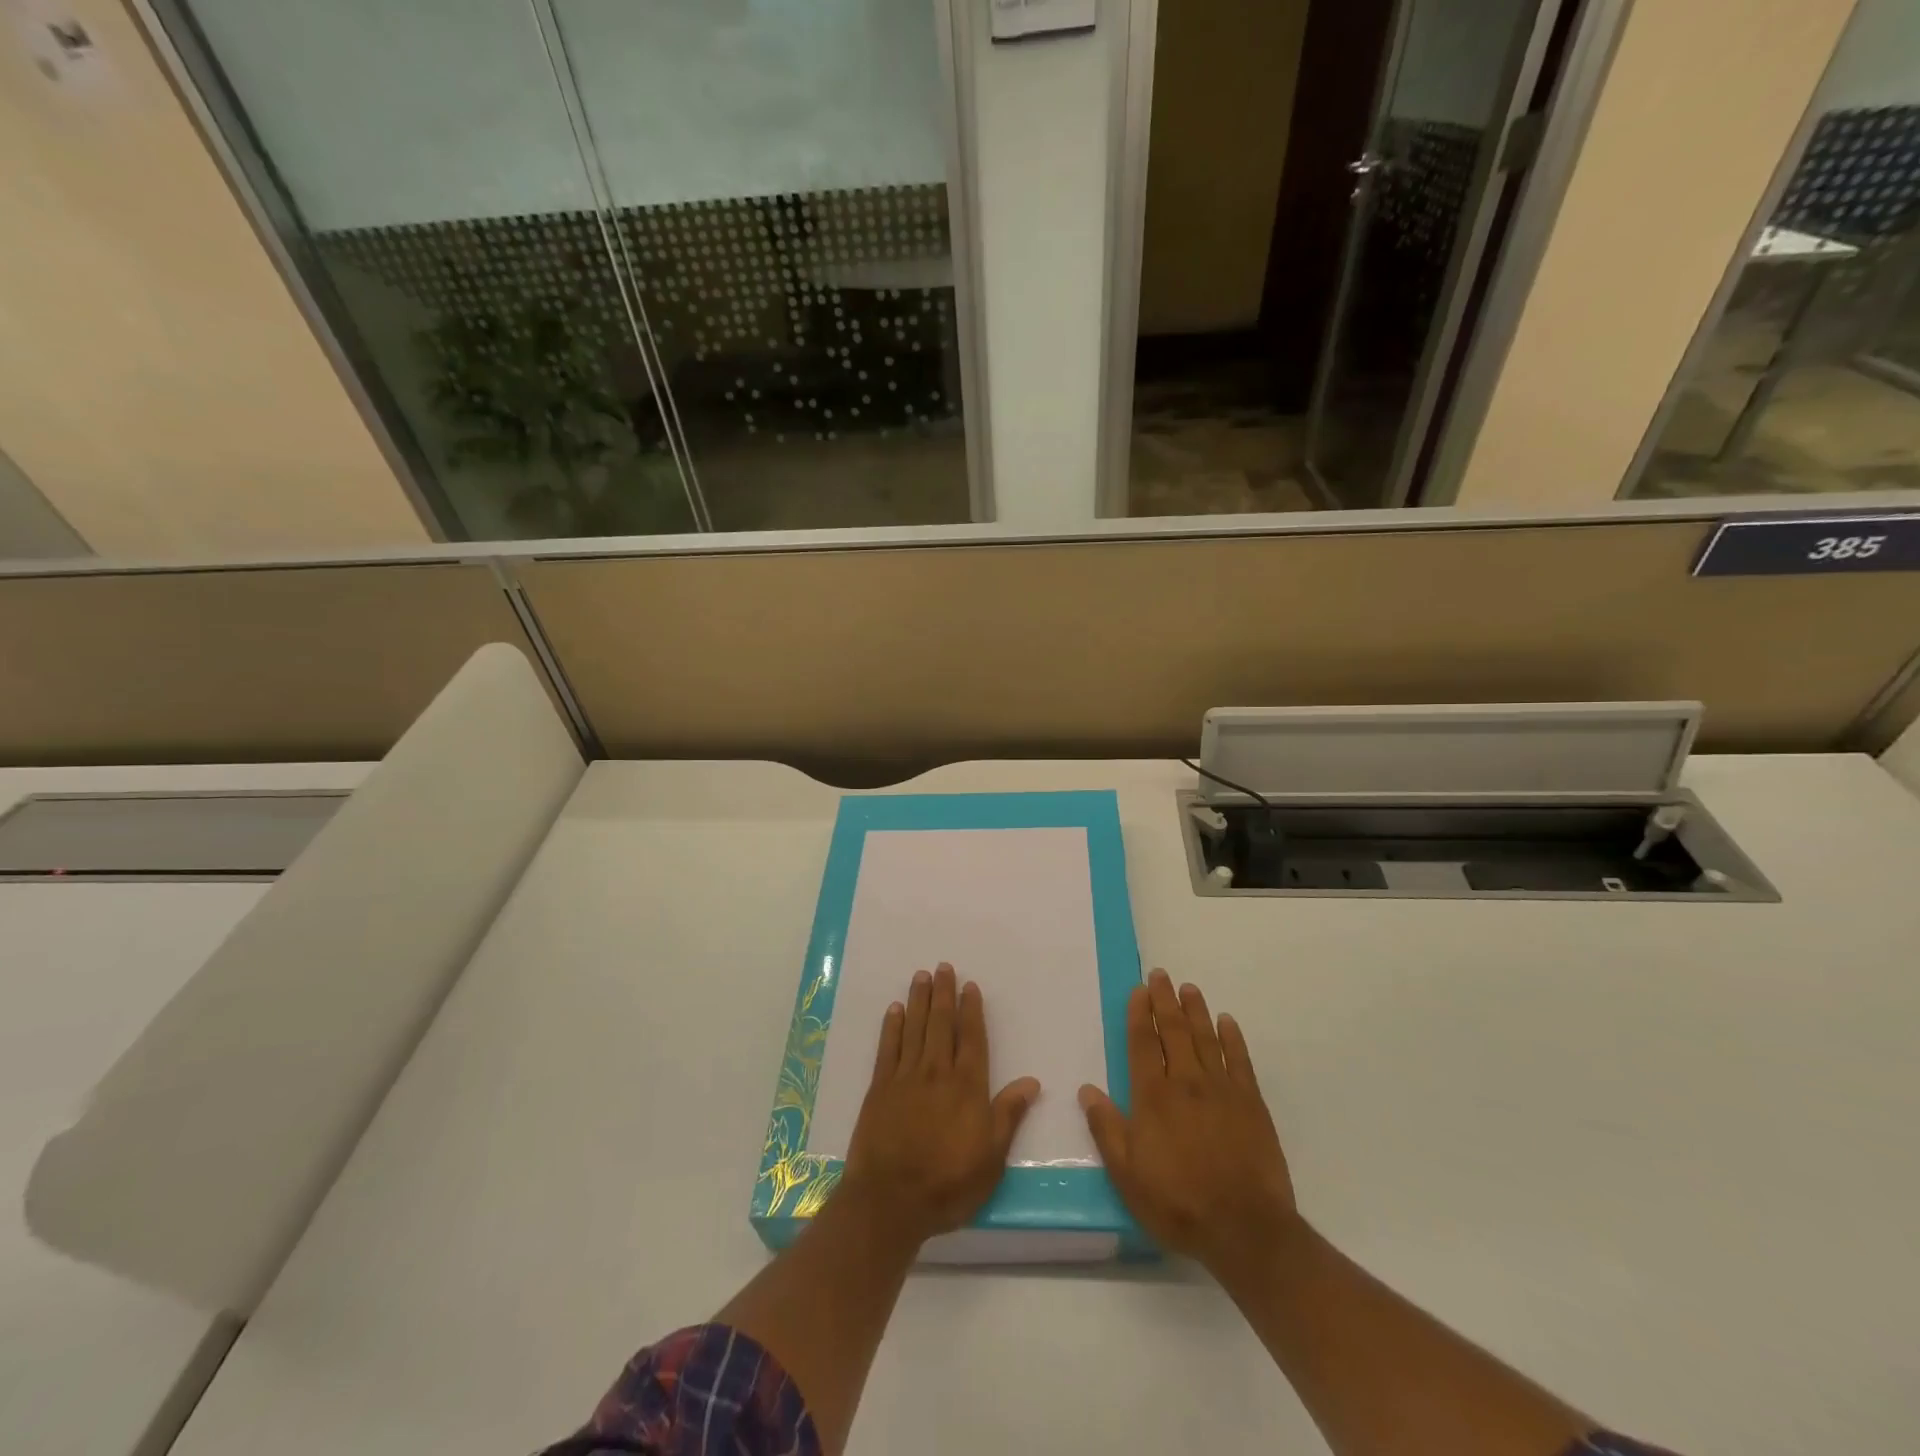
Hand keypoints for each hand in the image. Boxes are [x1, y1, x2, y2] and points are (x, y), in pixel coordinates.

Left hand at [841, 963, 1040, 1248]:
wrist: (890, 1201)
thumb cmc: (948, 1184)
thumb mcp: (991, 1158)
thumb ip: (1009, 1115)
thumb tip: (1032, 1081)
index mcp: (967, 1086)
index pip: (972, 1038)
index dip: (972, 1010)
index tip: (970, 986)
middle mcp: (937, 1072)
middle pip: (942, 1024)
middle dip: (944, 994)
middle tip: (943, 967)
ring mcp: (905, 1077)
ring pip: (915, 1028)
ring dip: (919, 1000)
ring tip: (922, 976)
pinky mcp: (879, 1088)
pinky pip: (888, 1048)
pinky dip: (892, 1027)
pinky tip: (895, 1010)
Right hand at [1079, 969, 1296, 1274]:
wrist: (1245, 1229)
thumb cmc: (1178, 1203)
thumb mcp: (1127, 1175)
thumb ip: (1106, 1129)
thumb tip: (1086, 1089)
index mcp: (1153, 1097)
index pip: (1144, 1043)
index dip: (1140, 1014)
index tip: (1139, 990)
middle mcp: (1186, 1083)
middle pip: (1174, 1031)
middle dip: (1166, 1001)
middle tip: (1161, 975)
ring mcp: (1222, 1090)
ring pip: (1206, 1039)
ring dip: (1196, 1011)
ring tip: (1189, 988)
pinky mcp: (1251, 1104)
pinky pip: (1240, 1061)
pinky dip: (1233, 1038)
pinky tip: (1227, 1022)